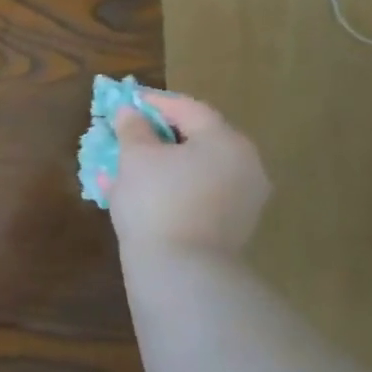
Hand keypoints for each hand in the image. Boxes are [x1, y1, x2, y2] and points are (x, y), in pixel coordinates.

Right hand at [100, 91, 269, 267]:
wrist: (181, 270)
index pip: (189, 109)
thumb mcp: (135, 158)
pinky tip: (140, 195)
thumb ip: (132, 129)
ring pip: (195, 170)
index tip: (128, 100)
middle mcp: (245, 166)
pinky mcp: (231, 227)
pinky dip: (170, 188)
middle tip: (129, 134)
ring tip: (127, 167)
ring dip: (162, 165)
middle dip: (158, 136)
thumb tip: (130, 113)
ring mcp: (243, 199)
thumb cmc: (157, 201)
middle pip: (197, 140)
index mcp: (226, 141)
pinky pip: (197, 195)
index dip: (155, 102)